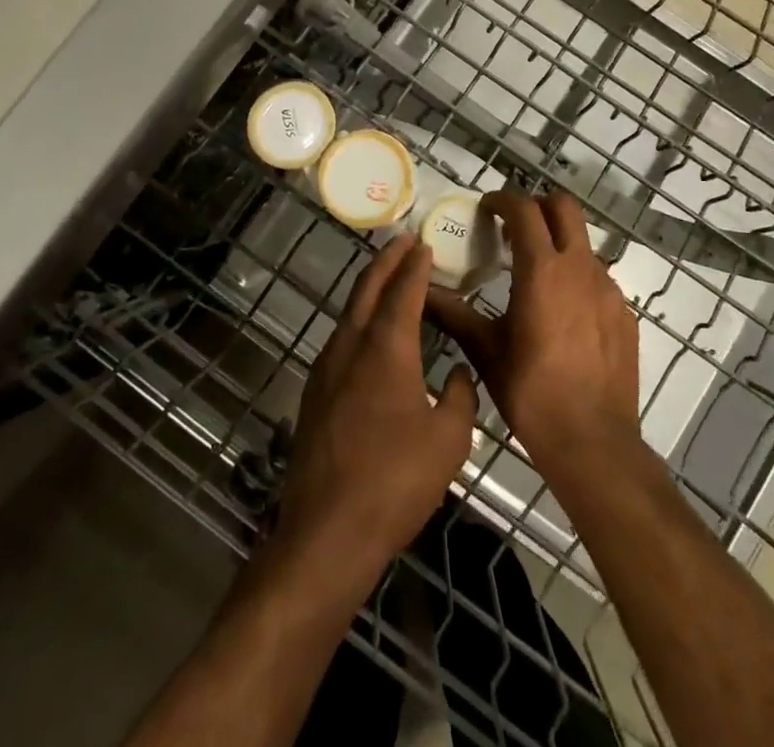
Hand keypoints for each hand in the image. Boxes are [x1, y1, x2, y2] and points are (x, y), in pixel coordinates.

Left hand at [276, 235, 477, 593]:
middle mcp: (351, 346)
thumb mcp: (448, 440)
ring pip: (349, 312)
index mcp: (386, 348)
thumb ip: (458, 397)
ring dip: (369, 288)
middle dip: (386, 261)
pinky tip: (369, 333)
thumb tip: (455, 373)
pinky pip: (341, 338)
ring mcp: (327, 368)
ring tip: (388, 278)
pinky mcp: (315, 393)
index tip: (423, 243)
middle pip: (367, 289)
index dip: (415, 265)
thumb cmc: (395, 481)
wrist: (327, 532)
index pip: (403, 291)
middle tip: (402, 240)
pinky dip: (358, 319)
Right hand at [425, 190, 641, 484]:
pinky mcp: (625, 313)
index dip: (502, 199)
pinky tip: (563, 313)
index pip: (524, 210)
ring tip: (535, 274)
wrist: (593, 442)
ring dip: (558, 244)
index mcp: (542, 270)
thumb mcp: (486, 351)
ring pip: (583, 244)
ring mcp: (609, 290)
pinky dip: (577, 279)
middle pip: (564, 207)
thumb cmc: (532, 393)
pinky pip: (599, 279)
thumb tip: (422, 292)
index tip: (486, 207)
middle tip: (514, 227)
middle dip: (538, 205)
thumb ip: (454, 314)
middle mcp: (580, 268)